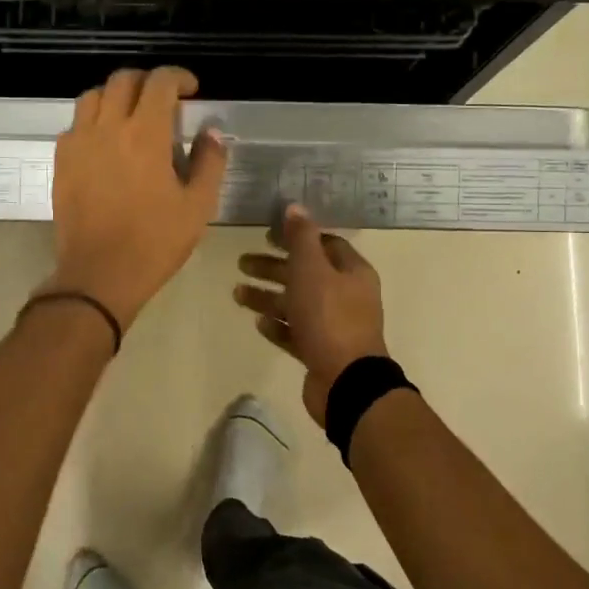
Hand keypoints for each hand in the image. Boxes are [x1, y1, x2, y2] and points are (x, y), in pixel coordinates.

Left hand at [39, 67, 227, 330]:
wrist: (99, 274)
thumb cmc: (155, 242)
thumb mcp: (198, 206)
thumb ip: (209, 162)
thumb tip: (210, 132)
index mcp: (145, 134)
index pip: (160, 82)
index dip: (178, 77)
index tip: (191, 90)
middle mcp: (108, 127)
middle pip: (123, 80)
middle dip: (147, 81)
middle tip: (164, 100)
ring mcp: (79, 143)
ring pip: (93, 96)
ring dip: (116, 95)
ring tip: (131, 115)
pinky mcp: (62, 161)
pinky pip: (75, 124)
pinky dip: (93, 120)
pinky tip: (106, 142)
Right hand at [235, 204, 388, 425]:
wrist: (346, 382)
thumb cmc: (329, 317)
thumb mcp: (312, 269)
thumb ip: (301, 237)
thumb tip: (294, 206)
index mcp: (352, 272)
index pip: (324, 244)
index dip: (296, 237)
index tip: (267, 235)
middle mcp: (347, 296)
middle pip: (306, 274)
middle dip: (273, 268)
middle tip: (242, 263)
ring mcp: (335, 326)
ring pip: (297, 304)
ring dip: (268, 297)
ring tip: (237, 294)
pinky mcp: (322, 351)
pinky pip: (296, 332)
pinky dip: (278, 325)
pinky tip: (258, 323)